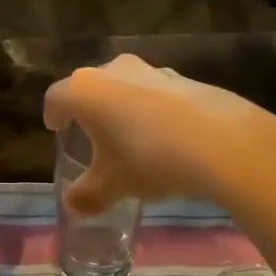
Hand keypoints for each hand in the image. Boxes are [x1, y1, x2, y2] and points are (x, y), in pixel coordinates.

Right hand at [44, 55, 275, 214]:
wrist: (221, 141)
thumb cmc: (149, 158)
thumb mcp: (113, 185)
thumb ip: (87, 196)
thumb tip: (73, 206)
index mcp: (85, 90)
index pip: (56, 97)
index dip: (53, 115)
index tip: (57, 130)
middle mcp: (112, 70)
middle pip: (90, 87)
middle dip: (89, 111)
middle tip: (93, 138)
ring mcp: (150, 69)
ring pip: (125, 87)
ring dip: (123, 108)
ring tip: (132, 140)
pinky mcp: (182, 77)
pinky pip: (156, 93)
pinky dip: (154, 110)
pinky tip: (168, 138)